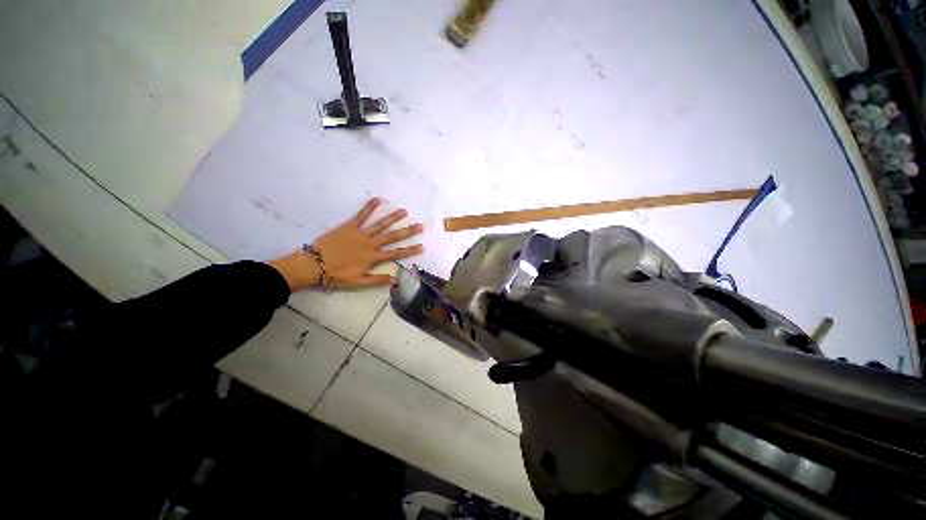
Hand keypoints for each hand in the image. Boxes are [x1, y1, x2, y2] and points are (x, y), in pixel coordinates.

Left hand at [269, 198, 423, 291]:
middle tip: (420, 226)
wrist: (313, 265)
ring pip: (380, 224)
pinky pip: (361, 215)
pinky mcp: (349, 226)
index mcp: (372, 258)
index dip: (410, 250)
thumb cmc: (335, 275)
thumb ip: (377, 280)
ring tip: (404, 211)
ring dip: (393, 218)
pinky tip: (378, 199)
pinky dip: (369, 207)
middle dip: (407, 231)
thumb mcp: (357, 283)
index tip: (421, 246)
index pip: (396, 253)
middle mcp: (370, 244)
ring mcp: (360, 233)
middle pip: (392, 237)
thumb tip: (395, 279)